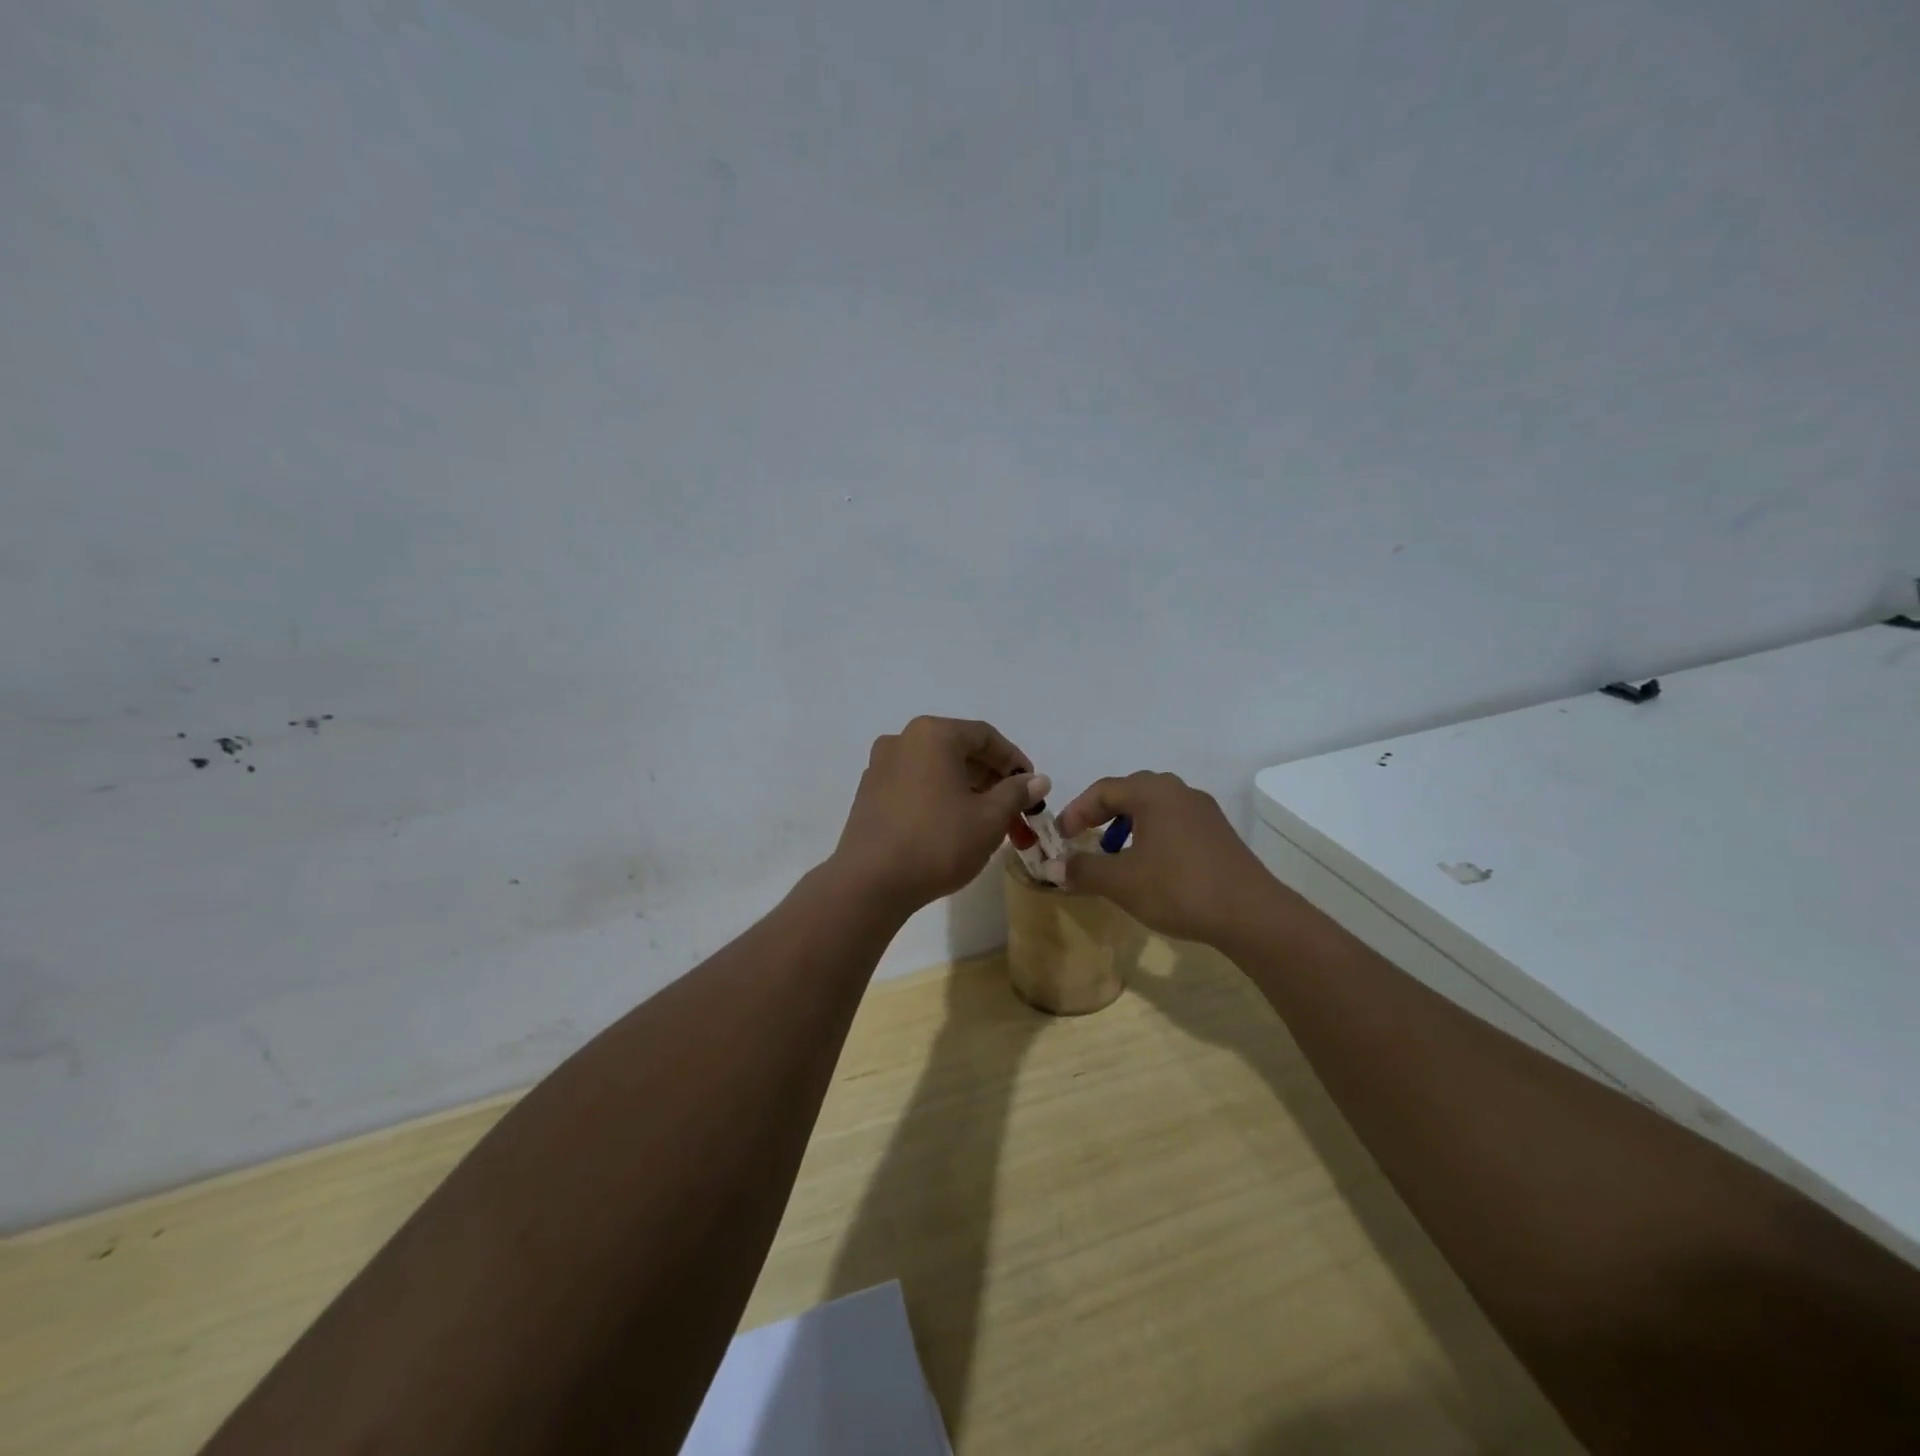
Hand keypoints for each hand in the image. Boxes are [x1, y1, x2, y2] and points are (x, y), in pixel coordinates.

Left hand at [830, 716, 1046, 913]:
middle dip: (991, 778)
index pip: (985, 736)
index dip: (1014, 760)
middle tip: (1014, 809)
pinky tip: (952, 826)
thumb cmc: (938, 842)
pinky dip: (939, 797)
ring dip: (966, 789)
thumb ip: (1016, 793)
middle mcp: (902, 740)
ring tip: (987, 821)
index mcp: (932, 735)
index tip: (1032, 787)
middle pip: (958, 750)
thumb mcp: (989, 819)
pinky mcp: (869, 794)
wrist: (870, 883)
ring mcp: (880, 766)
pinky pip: (914, 785)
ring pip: (936, 769)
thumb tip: (1037, 780)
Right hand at [1056, 771, 1278, 944]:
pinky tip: (1149, 867)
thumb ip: (1083, 870)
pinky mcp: (1218, 834)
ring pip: (1153, 809)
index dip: (1075, 812)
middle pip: (1129, 793)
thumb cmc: (1178, 887)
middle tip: (1082, 839)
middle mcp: (1179, 791)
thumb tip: (1052, 868)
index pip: (1103, 790)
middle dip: (1101, 816)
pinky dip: (1151, 837)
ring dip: (1126, 827)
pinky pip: (1173, 824)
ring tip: (1114, 855)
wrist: (1251, 914)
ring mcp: (1203, 811)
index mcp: (1153, 792)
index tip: (1060, 837)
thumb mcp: (1122, 881)